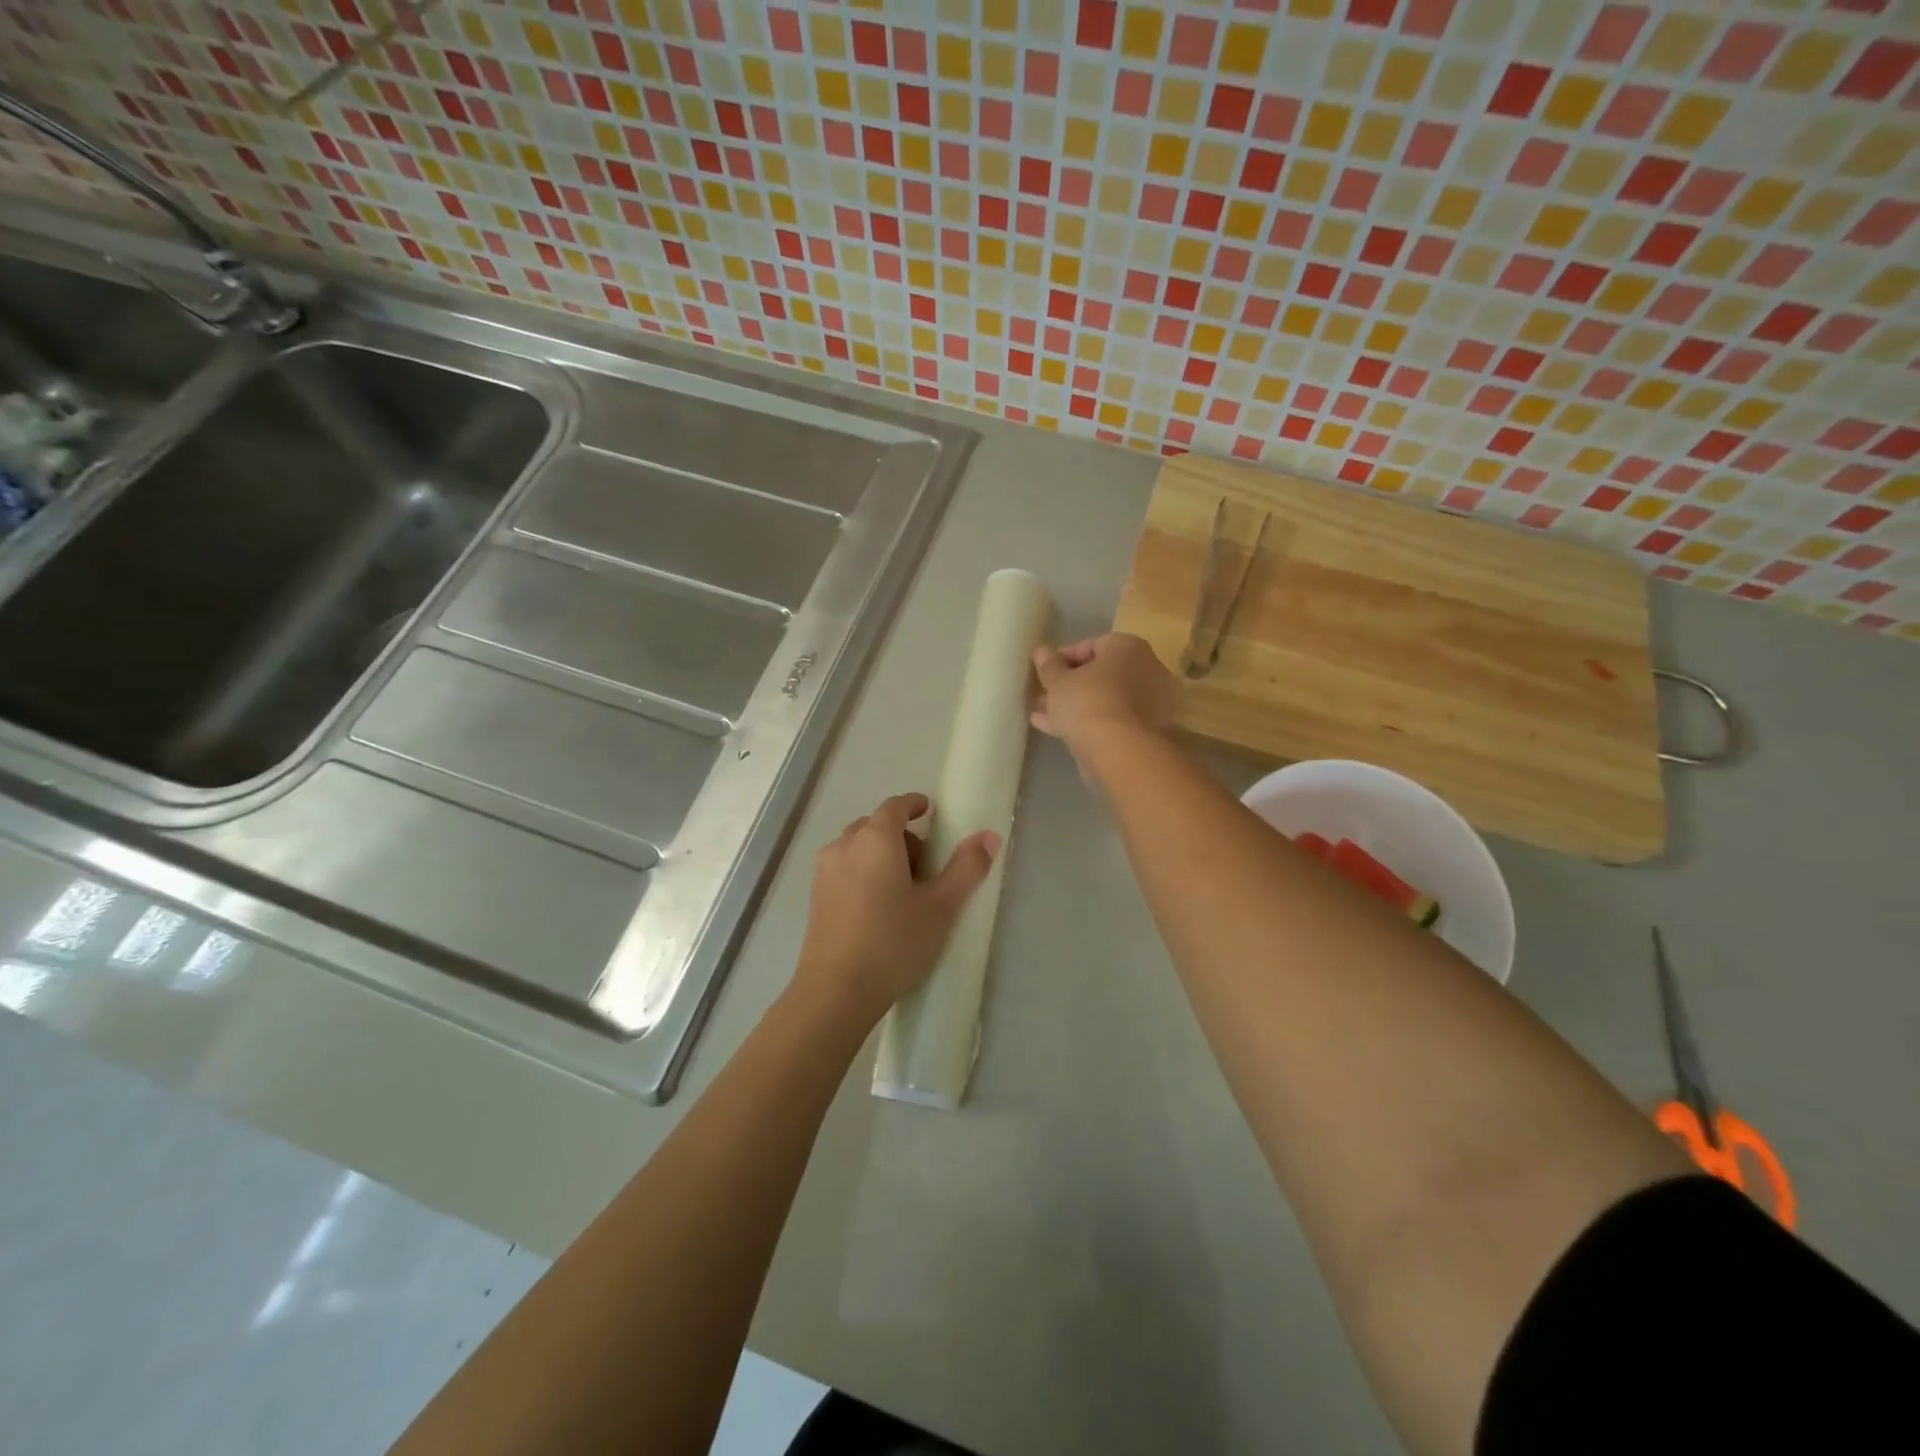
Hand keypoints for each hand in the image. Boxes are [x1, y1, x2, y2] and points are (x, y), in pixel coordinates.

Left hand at [793, 792, 998, 1025]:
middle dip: (901, 836)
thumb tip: (988, 835)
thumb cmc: (893, 943)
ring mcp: (825, 871)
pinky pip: (844, 868)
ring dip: (881, 855)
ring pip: (858, 847)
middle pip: (875, 826)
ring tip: (903, 891)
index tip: (929, 811)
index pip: (895, 806)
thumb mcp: (940, 907)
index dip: (914, 804)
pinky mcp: (815, 896)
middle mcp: (845, 846)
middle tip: (926, 867)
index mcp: (875, 839)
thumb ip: (966, 868)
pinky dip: (863, 872)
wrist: (835, 992)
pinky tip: (878, 908)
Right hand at [1031, 634, 1178, 764]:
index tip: (1044, 673)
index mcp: (1129, 648)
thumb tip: (1042, 652)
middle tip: (1044, 696)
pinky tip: (1058, 731)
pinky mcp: (1147, 731)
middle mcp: (1147, 669)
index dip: (1063, 658)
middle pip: (1101, 674)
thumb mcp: (1058, 681)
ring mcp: (1151, 702)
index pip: (1092, 646)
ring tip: (1043, 715)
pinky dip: (1089, 722)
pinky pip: (1113, 719)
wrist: (1119, 750)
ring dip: (1076, 705)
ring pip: (1106, 699)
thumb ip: (1049, 666)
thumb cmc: (1088, 702)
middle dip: (1070, 685)